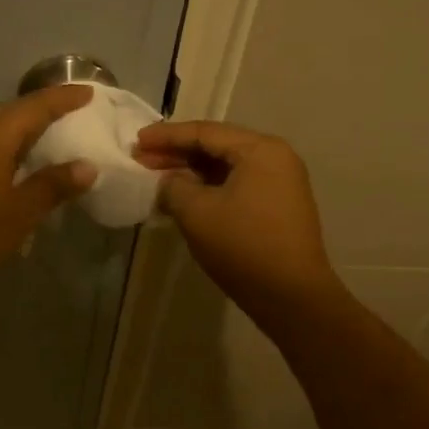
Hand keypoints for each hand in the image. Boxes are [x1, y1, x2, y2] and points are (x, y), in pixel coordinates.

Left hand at [0, 85, 98, 295]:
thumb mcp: (18, 215)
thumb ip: (52, 187)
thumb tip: (85, 166)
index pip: (35, 106)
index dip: (63, 98)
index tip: (87, 92)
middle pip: (6, 111)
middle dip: (34, 113)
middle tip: (61, 124)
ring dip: (11, 131)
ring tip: (34, 149)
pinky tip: (0, 173)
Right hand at [135, 120, 339, 323]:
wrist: (291, 296)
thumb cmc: (243, 246)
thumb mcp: (196, 212)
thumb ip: (174, 186)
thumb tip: (169, 181)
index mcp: (260, 150)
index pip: (205, 132)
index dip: (166, 136)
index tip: (137, 142)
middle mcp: (275, 158)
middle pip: (217, 146)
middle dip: (177, 153)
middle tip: (142, 160)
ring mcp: (280, 183)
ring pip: (225, 168)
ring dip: (190, 172)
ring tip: (157, 179)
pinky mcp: (277, 206)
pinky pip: (236, 185)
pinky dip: (207, 188)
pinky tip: (182, 198)